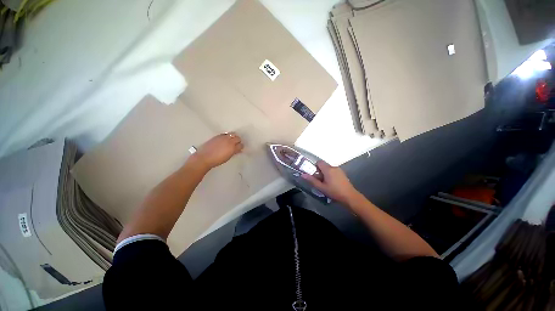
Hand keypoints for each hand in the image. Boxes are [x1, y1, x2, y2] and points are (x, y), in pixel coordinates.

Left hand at [191, 133, 242, 169]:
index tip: (239, 148)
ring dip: (233, 137)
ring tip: (231, 140)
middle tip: (236, 144)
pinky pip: (225, 134)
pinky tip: (224, 140)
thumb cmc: (217, 160)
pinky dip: (227, 136)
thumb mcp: (228, 157)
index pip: (241, 145)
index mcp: (233, 148)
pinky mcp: (218, 136)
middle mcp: (229, 141)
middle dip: (238, 141)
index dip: (240, 147)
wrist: (205, 157)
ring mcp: (223, 137)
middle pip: (238, 138)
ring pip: (232, 134)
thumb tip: (238, 150)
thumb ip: (234, 152)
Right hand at [301, 161, 360, 204]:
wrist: (349, 196)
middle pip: (323, 165)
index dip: (315, 167)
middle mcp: (333, 167)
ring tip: (325, 183)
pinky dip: (330, 175)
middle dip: (320, 171)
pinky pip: (333, 171)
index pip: (319, 162)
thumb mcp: (321, 187)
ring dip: (325, 173)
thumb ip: (312, 180)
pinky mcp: (342, 173)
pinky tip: (331, 183)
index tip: (314, 174)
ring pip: (328, 168)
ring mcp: (339, 170)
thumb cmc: (334, 192)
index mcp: (328, 169)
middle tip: (319, 181)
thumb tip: (303, 175)